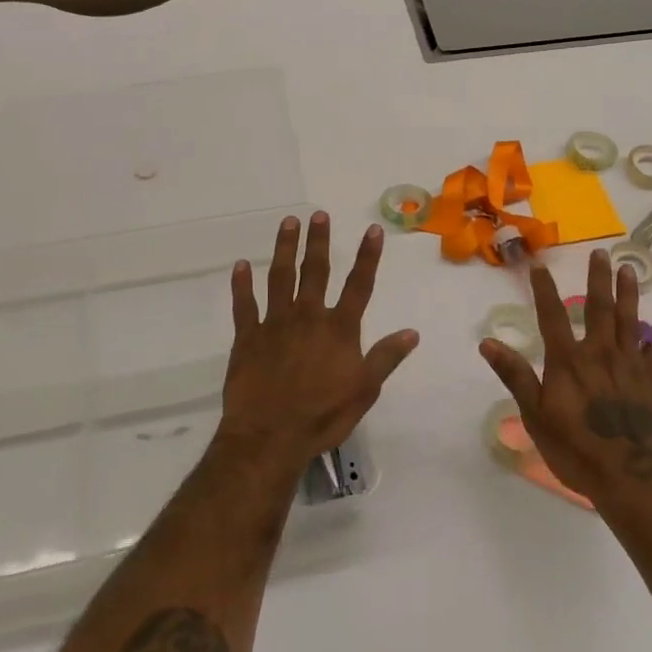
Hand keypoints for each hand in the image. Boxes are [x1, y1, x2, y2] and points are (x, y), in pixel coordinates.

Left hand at [218, 213, 418, 473]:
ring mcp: (275, 324)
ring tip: (287, 223)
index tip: (372, 229)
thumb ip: (386, 358)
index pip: (359, 285)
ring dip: (284, 248)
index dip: (368, 256)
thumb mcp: (365, 391)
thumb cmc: (322, 416)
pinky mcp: (247, 337)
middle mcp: (308, 317)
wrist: (269, 437)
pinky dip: (241, 284)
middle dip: (318, 241)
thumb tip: (412, 332)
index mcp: (339, 329)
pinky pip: (244, 304)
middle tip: (318, 215)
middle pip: (315, 271)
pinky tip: (240, 265)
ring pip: (280, 277)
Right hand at [479, 250, 651, 517]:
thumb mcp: (536, 416)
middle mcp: (601, 354)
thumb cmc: (577, 451)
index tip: (540, 265)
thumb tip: (487, 342)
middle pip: (600, 308)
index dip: (544, 290)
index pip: (552, 316)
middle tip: (602, 253)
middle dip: (599, 279)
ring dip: (629, 294)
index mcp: (569, 361)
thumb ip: (516, 376)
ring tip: (629, 269)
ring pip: (632, 321)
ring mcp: (632, 366)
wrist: (633, 480)